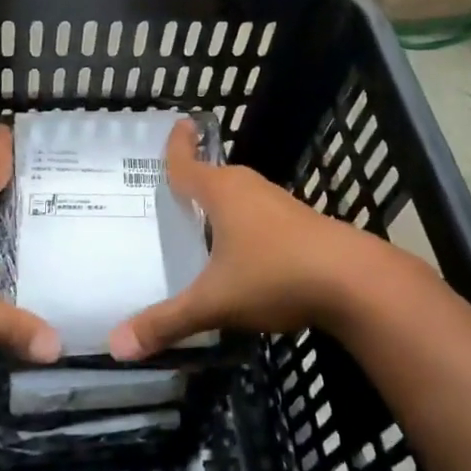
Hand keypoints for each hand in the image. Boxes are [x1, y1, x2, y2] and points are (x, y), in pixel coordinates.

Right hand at [109, 118, 419, 358]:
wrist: (355, 282)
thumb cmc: (275, 276)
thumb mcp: (214, 303)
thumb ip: (166, 323)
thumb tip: (115, 346)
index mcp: (222, 192)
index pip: (188, 163)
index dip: (177, 146)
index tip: (179, 124)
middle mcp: (250, 189)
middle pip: (215, 177)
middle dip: (196, 180)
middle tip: (172, 191)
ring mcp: (280, 205)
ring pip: (241, 197)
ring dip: (222, 205)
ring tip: (202, 222)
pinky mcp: (303, 225)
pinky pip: (261, 216)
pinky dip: (245, 226)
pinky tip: (243, 254)